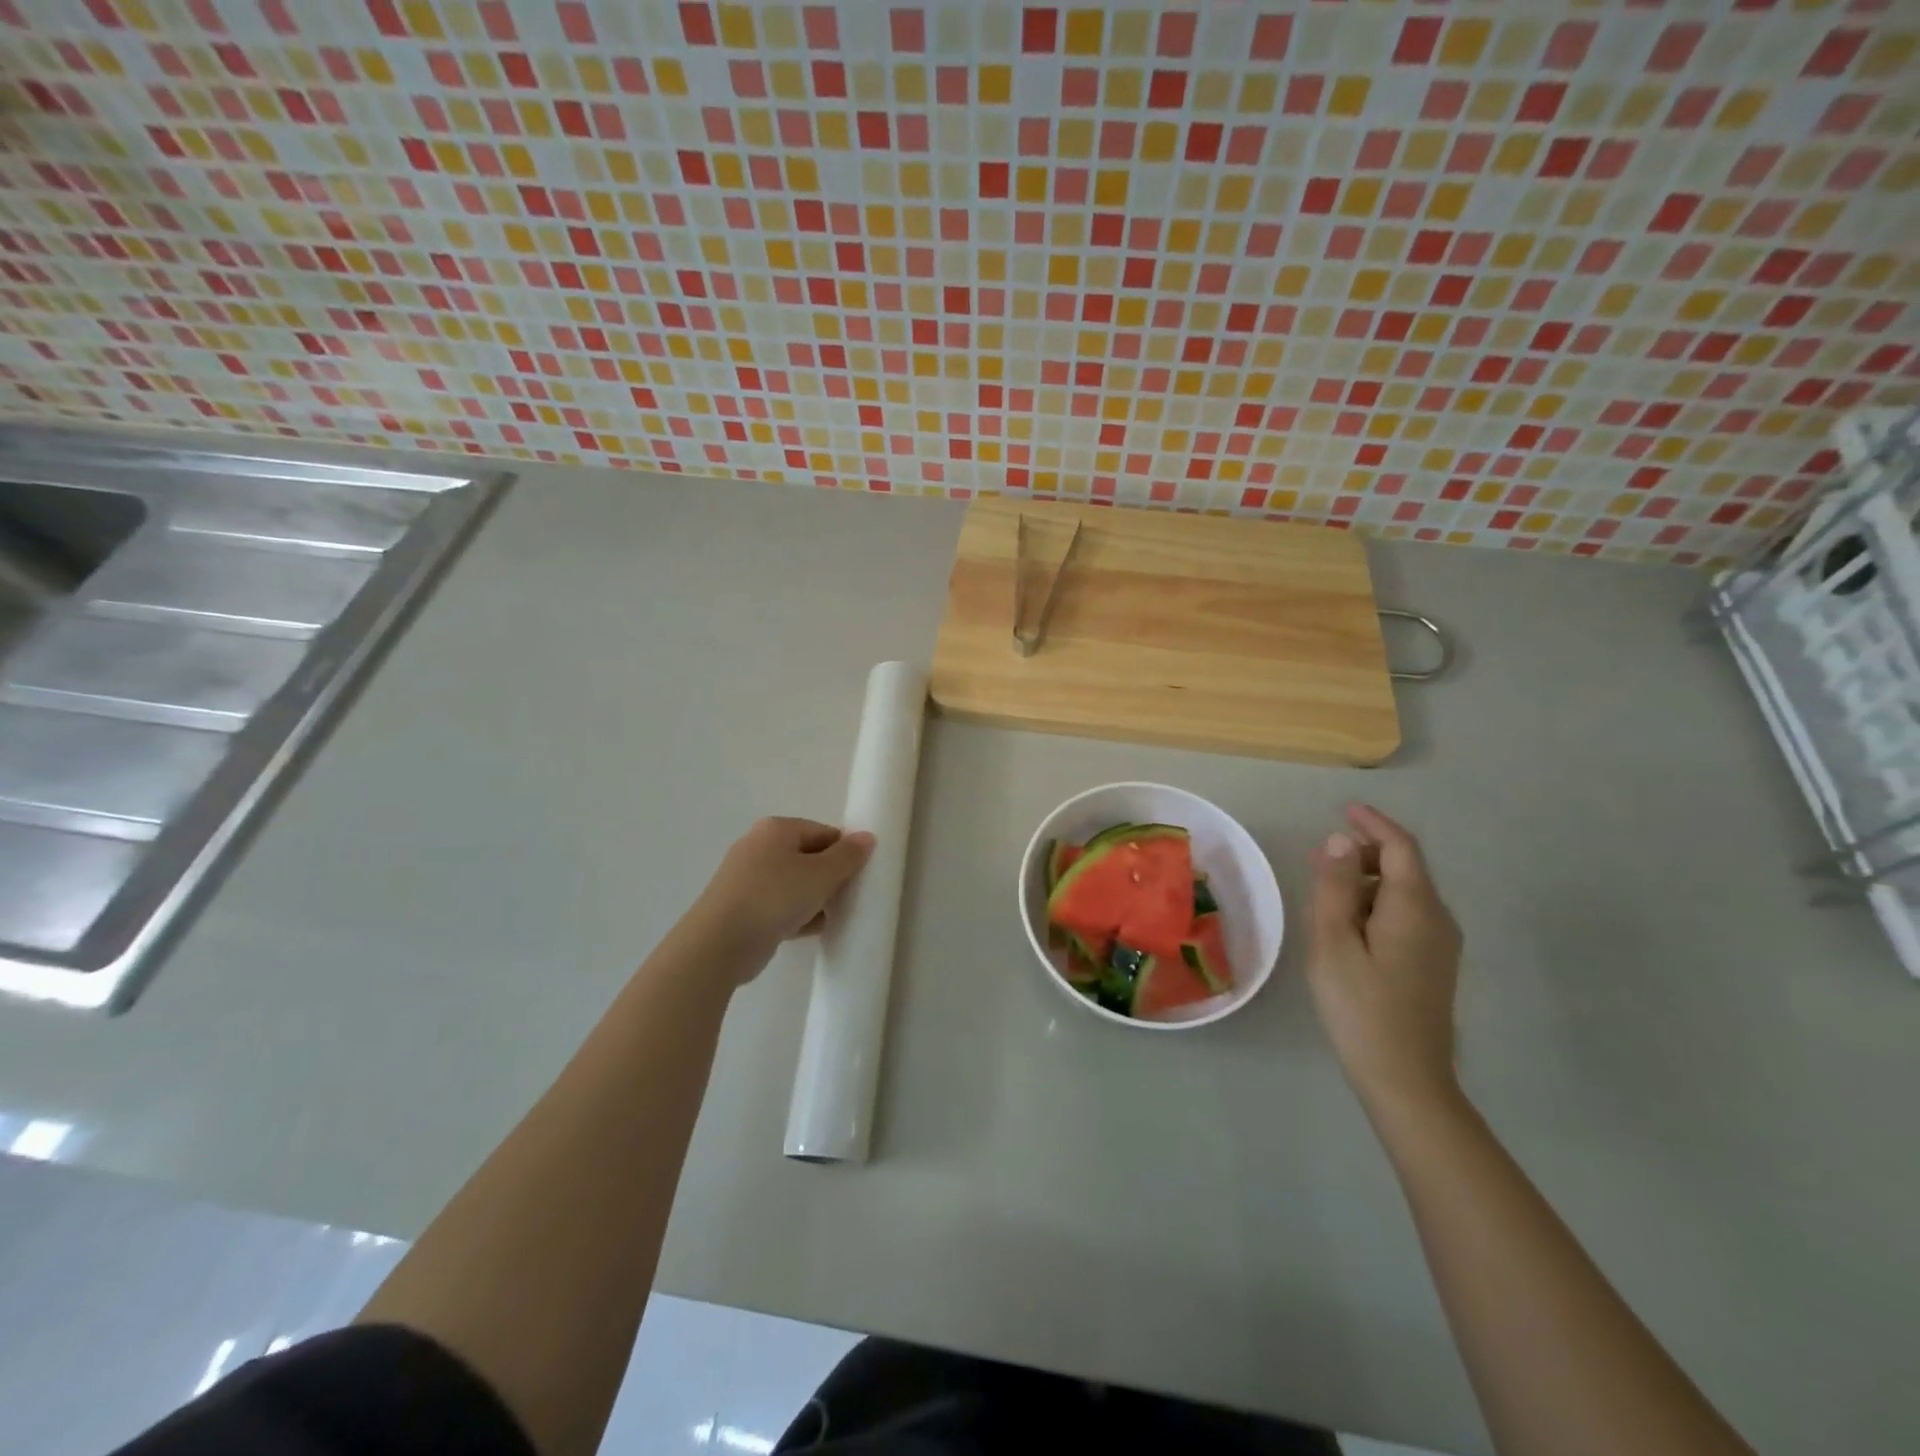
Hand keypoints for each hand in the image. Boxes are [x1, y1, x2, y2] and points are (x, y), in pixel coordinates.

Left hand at [686, 817, 875, 979]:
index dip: (845, 851)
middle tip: (849, 895)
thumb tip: (867, 837)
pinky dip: (798, 914)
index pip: (822, 832)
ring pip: (793, 883)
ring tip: (835, 915)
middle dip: (830, 876)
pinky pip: (780, 905)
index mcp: (776, 830)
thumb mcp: (820, 875)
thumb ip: (847, 856)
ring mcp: (747, 879)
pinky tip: (814, 929)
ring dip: (815, 897)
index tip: (860, 874)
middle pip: (807, 856)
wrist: (720, 944)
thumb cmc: (774, 897)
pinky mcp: (743, 908)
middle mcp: (758, 847)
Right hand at [1306, 803, 1462, 1111]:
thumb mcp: (1333, 942)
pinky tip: (1345, 928)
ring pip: (1403, 894)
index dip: (1373, 823)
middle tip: (1318, 860)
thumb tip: (1339, 842)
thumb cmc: (1361, 1007)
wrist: (1406, 1079)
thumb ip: (1335, 887)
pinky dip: (1374, 906)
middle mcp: (1437, 919)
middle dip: (1362, 854)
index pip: (1400, 847)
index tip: (1344, 809)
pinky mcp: (1433, 966)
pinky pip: (1405, 917)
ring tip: (1322, 897)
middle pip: (1404, 868)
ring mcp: (1440, 945)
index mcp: (1415, 907)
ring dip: (1364, 882)